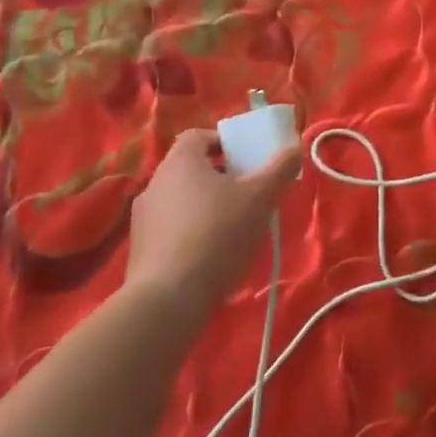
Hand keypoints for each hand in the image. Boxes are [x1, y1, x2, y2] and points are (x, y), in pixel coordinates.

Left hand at [124, 129, 299, 321]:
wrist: (169, 300)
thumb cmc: (218, 233)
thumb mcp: (261, 197)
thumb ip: (280, 167)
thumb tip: (295, 146)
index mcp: (180, 162)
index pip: (198, 136)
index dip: (224, 142)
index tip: (247, 158)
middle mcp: (155, 184)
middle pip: (192, 168)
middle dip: (222, 176)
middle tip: (250, 191)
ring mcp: (142, 220)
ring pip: (182, 200)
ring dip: (208, 205)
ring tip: (236, 226)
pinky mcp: (140, 252)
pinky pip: (172, 229)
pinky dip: (193, 232)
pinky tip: (214, 254)